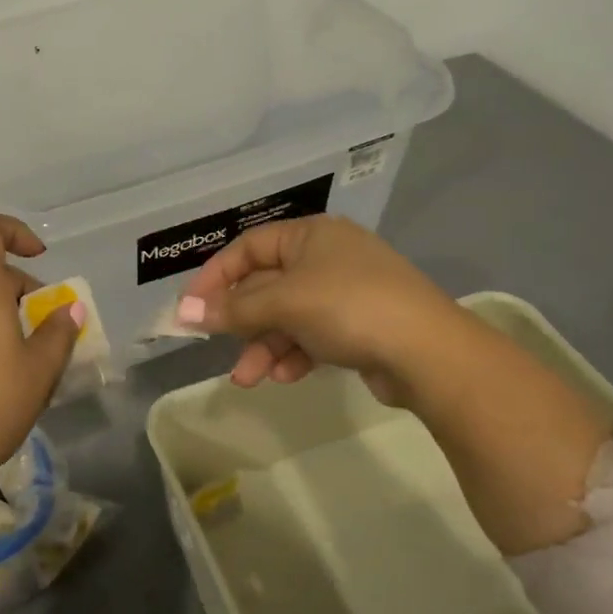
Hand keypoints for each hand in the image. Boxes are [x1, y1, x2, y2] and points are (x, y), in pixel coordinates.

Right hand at [177, 215, 453, 402]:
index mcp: (310, 235)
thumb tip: (184, 312)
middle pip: (266, 285)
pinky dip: (294, 354)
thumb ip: (233, 308)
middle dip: (241, 321)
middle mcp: (327, 257)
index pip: (248, 248)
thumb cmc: (348, 307)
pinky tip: (285, 377)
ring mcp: (345, 292)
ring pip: (287, 315)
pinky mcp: (359, 325)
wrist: (429, 352)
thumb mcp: (284, 303)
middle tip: (214, 345)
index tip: (191, 309)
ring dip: (264, 346)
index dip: (215, 277)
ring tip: (248, 379)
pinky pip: (312, 335)